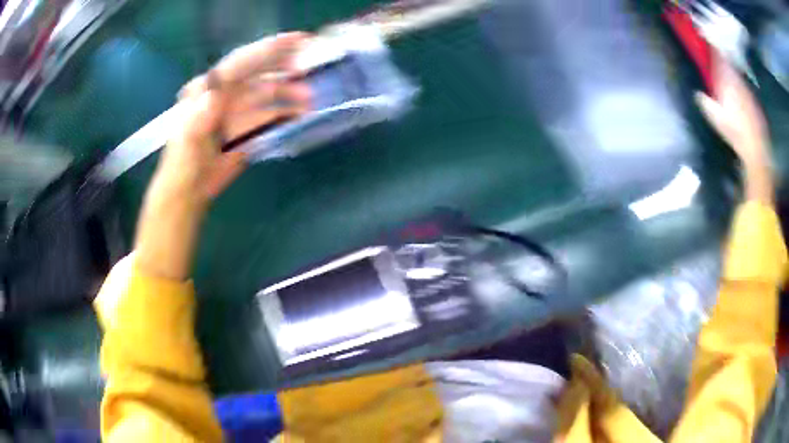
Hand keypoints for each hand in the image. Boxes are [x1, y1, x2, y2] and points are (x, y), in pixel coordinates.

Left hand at [135, 32, 310, 279]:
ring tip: (309, 98)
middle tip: (311, 63)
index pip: (241, 62)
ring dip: (289, 93)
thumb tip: (213, 96)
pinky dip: (286, 114)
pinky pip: (270, 116)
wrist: (188, 191)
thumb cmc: (182, 165)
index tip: (296, 41)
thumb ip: (197, 120)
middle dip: (284, 65)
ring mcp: (239, 111)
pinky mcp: (248, 128)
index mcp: (210, 89)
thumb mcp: (185, 142)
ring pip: (268, 94)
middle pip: (259, 73)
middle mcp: (227, 94)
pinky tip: (301, 114)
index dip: (268, 49)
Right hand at [695, 54, 772, 202]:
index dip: (711, 46)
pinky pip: (745, 88)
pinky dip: (740, 87)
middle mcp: (737, 80)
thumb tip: (697, 94)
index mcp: (726, 80)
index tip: (704, 36)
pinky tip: (739, 96)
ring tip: (727, 75)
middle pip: (728, 63)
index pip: (718, 57)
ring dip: (731, 73)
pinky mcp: (754, 102)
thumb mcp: (716, 118)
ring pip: (737, 75)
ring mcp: (747, 91)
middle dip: (722, 59)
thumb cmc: (735, 132)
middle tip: (716, 56)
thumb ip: (705, 103)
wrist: (756, 148)